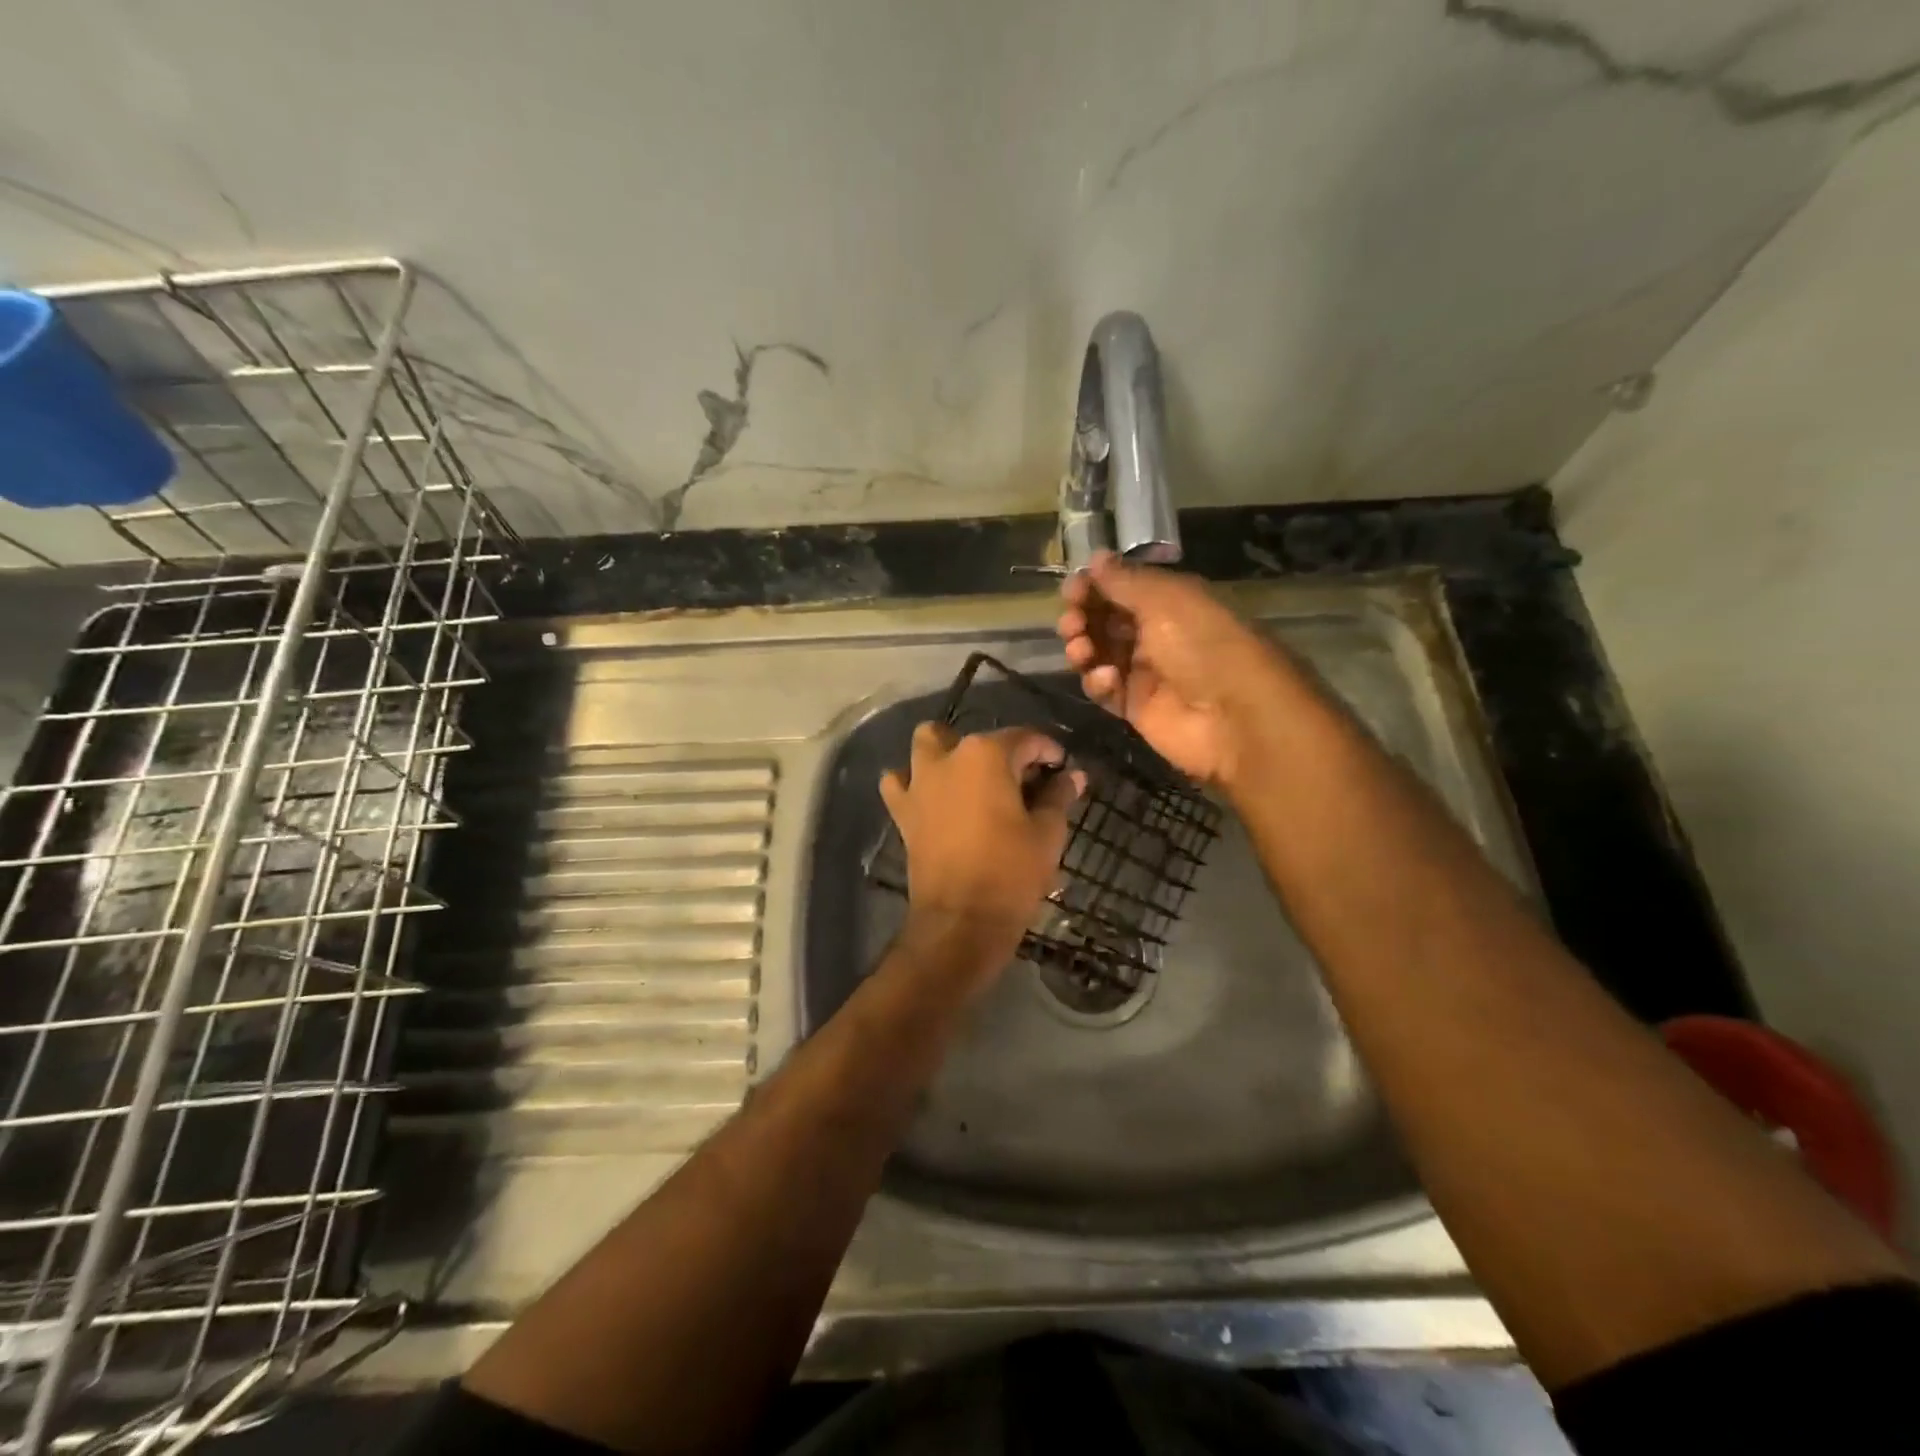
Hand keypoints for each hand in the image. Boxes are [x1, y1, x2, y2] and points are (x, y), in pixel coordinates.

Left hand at [879, 724, 1085, 979]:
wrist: (961, 921)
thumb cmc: (1011, 873)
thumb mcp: (1047, 832)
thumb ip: (1058, 796)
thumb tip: (1074, 775)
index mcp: (987, 755)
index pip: (1025, 738)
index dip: (1048, 751)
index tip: (1062, 768)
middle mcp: (948, 758)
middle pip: (978, 739)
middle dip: (1001, 751)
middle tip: (1021, 780)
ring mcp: (919, 783)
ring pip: (928, 744)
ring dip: (948, 751)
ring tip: (970, 777)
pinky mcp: (903, 811)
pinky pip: (900, 782)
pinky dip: (913, 782)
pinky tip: (932, 796)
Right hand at [1057, 551, 1278, 786]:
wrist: (1234, 717)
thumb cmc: (1203, 644)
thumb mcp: (1165, 600)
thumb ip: (1124, 580)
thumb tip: (1095, 558)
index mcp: (1169, 603)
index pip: (1121, 589)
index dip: (1094, 587)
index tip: (1072, 589)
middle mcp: (1155, 634)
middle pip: (1104, 622)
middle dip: (1082, 618)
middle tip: (1072, 623)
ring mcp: (1144, 673)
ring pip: (1098, 655)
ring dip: (1083, 648)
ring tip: (1081, 651)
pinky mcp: (1135, 708)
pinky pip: (1104, 690)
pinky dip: (1098, 682)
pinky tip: (1106, 680)